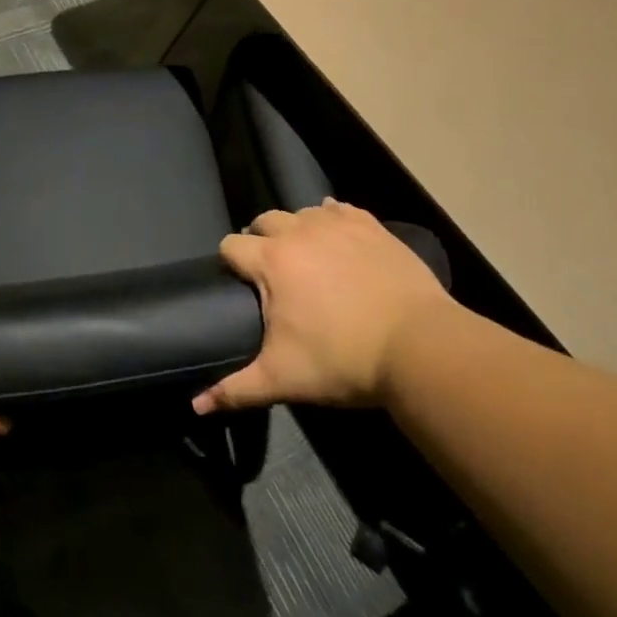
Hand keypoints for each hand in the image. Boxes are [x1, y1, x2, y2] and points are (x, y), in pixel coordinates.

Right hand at [194, 200, 459, 412]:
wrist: (420, 347)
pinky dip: (332, 219)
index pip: (231, 245)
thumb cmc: (343, 360)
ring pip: (302, 213)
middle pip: (264, 220)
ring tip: (307, 258)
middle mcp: (299, 232)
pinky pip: (339, 209)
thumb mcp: (283, 379)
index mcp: (271, 261)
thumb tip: (196, 406)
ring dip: (297, 230)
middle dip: (261, 240)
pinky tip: (338, 238)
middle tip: (273, 274)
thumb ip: (235, 389)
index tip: (240, 285)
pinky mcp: (371, 226)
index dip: (230, 263)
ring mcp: (338, 224)